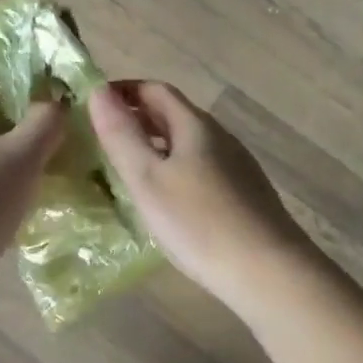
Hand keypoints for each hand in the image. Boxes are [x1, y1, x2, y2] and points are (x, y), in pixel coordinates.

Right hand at [89, 81, 314, 309]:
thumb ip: (121, 134)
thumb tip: (97, 90)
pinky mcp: (244, 195)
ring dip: (156, 145)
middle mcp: (220, 137)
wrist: (269, 273)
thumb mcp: (148, 179)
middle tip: (102, 137)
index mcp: (196, 126)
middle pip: (174, 114)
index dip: (122, 91)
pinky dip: (174, 168)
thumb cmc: (199, 223)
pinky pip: (201, 167)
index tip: (92, 105)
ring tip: (127, 168)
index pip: (155, 90)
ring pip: (188, 143)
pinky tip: (166, 198)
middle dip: (137, 117)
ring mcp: (236, 166)